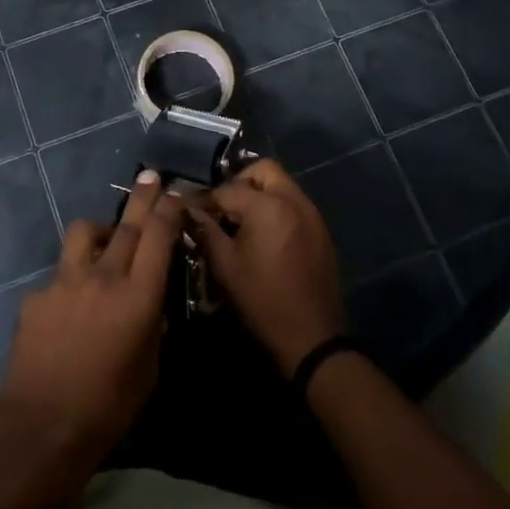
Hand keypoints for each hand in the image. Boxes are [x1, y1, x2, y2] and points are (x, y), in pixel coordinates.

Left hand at [0, 172, 179, 464]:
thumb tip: (148, 305)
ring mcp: (64, 282)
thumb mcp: (149, 369)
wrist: (41, 428)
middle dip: (142, 197)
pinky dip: (71, 281)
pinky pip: (59, 275)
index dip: (169, 209)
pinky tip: (68, 311)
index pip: (158, 235)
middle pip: (126, 223)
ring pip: (84, 232)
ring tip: (105, 242)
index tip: (175, 194)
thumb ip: (151, 326)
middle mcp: (102, 277)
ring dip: (100, 231)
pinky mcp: (36, 295)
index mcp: (137, 297)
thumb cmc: (108, 408)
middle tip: (150, 177)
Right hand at [189, 159, 346, 375]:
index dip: (205, 198)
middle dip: (240, 181)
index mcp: (268, 206)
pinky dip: (276, 208)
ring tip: (240, 221)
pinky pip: (294, 204)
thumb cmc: (262, 301)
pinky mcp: (320, 230)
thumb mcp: (225, 267)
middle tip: (223, 207)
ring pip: (282, 185)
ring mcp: (312, 214)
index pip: (228, 188)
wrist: (312, 338)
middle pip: (264, 170)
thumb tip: (189, 210)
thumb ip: (206, 231)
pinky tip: (263, 235)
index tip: (190, 209)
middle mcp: (294, 200)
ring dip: (259, 194)